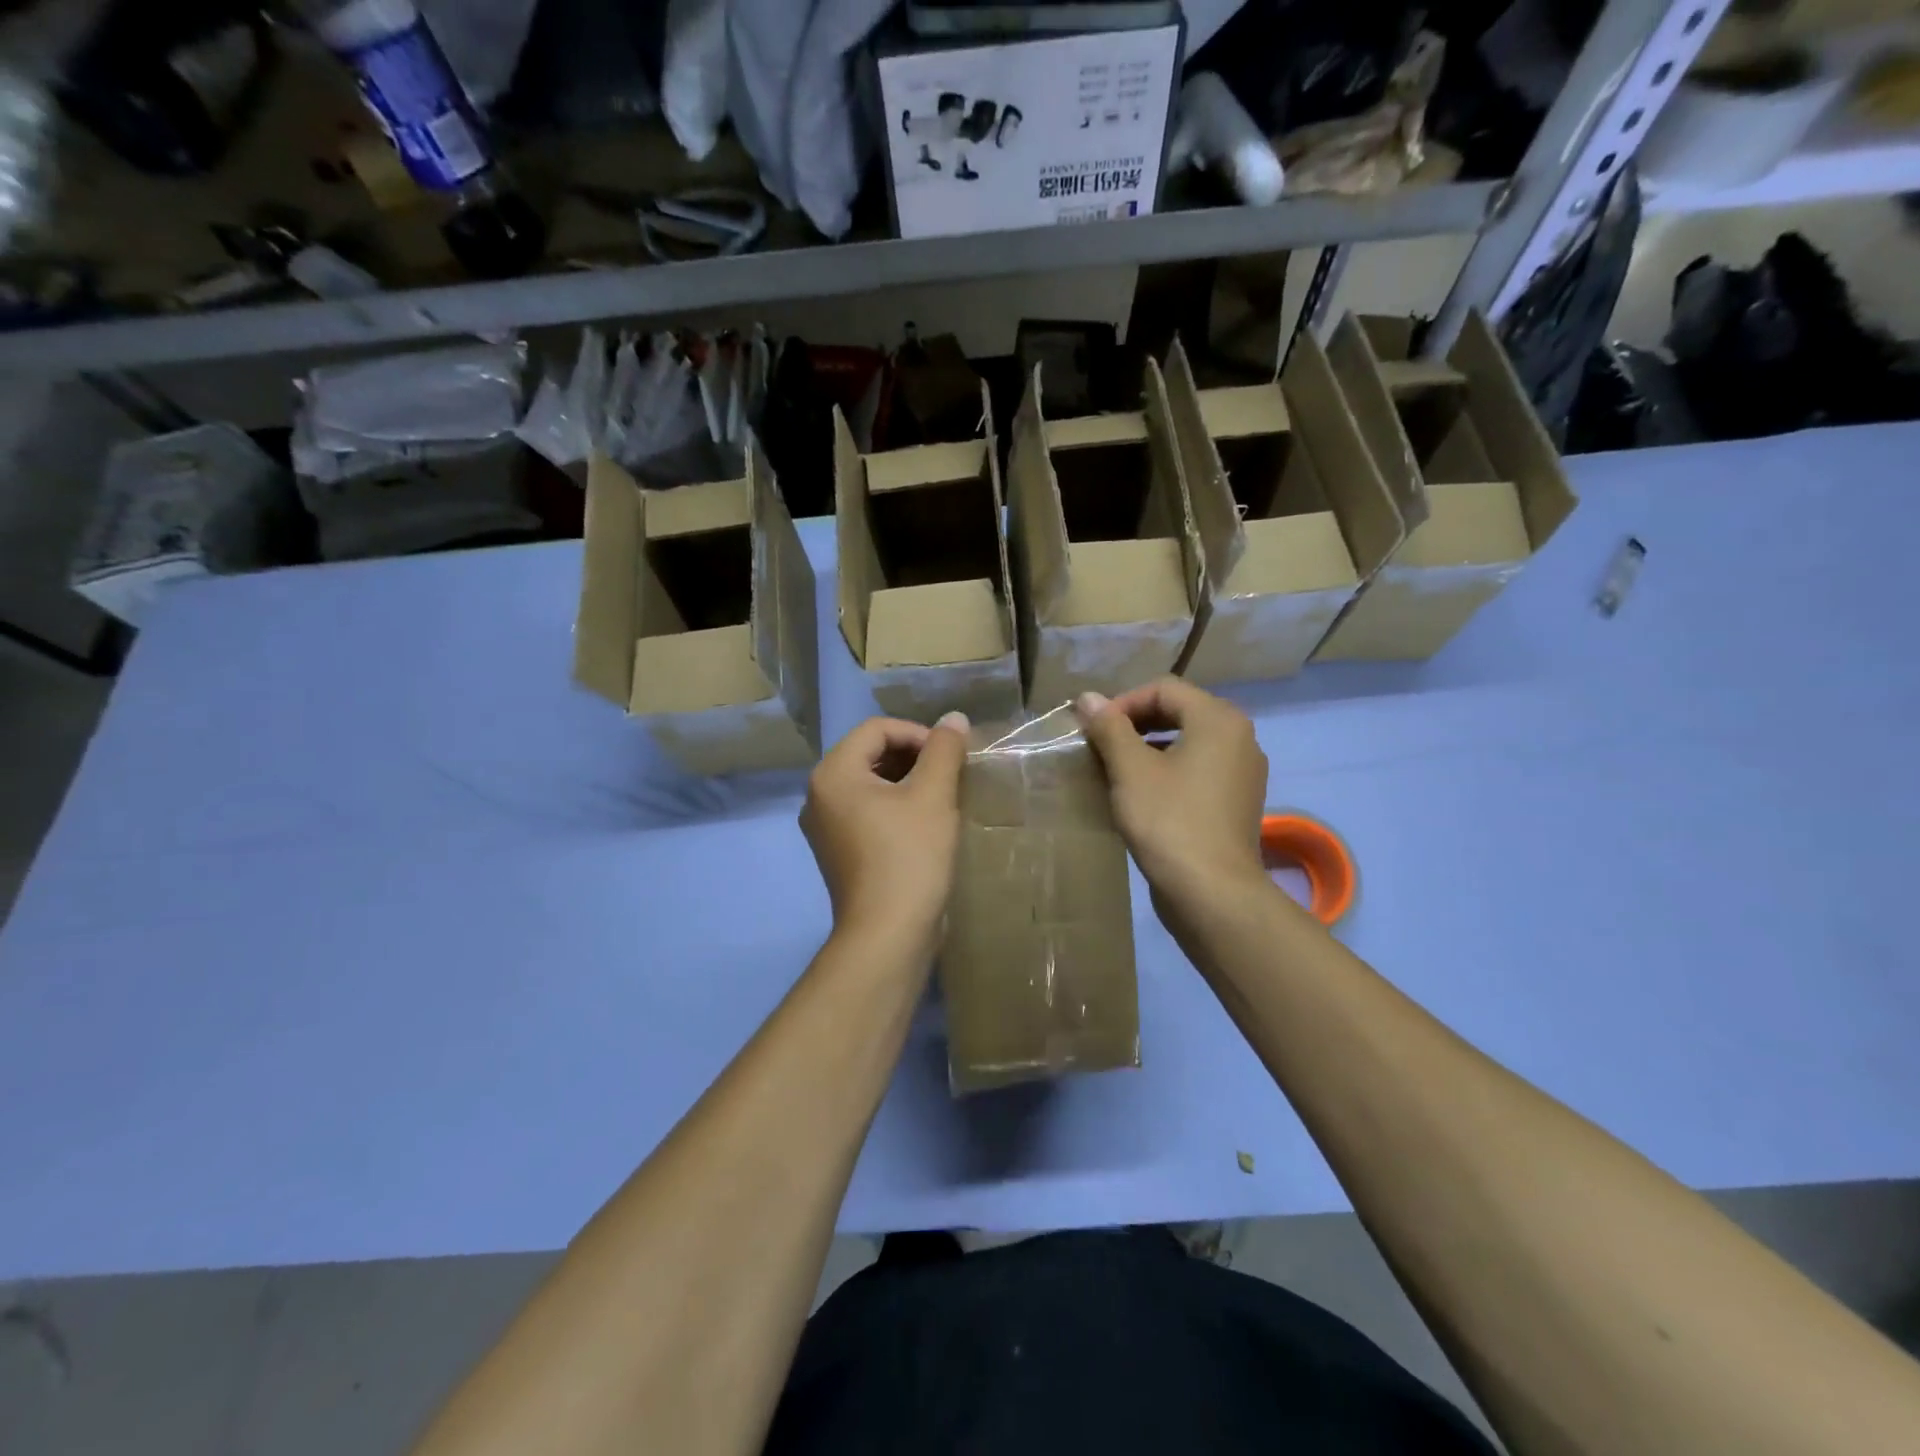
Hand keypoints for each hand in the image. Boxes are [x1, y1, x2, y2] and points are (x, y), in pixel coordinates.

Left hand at [800, 713, 968, 947]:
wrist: (888, 935)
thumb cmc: (909, 857)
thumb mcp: (933, 796)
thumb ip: (943, 750)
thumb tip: (954, 718)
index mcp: (833, 773)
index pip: (877, 729)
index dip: (918, 734)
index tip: (951, 756)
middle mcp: (819, 794)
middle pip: (870, 753)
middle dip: (913, 756)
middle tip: (950, 774)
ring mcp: (825, 826)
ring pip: (870, 783)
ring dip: (907, 780)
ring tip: (942, 796)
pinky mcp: (838, 851)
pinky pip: (866, 811)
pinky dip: (894, 806)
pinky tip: (924, 823)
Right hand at [1074, 679, 1267, 913]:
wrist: (1212, 893)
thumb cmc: (1169, 821)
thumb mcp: (1130, 769)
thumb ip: (1109, 727)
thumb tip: (1087, 697)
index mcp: (1219, 719)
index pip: (1164, 688)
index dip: (1122, 702)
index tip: (1093, 729)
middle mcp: (1240, 738)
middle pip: (1180, 712)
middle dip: (1135, 724)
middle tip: (1100, 746)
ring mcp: (1243, 772)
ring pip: (1189, 743)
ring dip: (1149, 748)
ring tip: (1115, 770)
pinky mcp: (1237, 802)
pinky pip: (1199, 770)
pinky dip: (1169, 771)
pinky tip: (1142, 795)